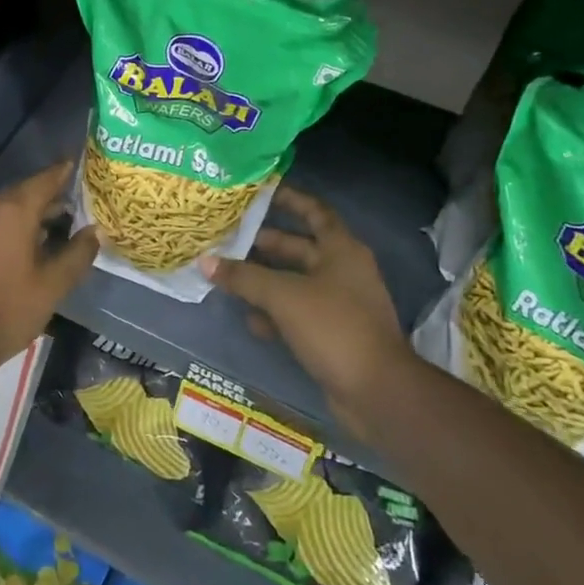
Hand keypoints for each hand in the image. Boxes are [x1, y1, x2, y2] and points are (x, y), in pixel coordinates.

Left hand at [0, 159, 99, 366]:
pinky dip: (15, 225)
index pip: (46, 180)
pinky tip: (31, 244)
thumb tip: (96, 231)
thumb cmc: (8, 311)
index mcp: (14, 211)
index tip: (83, 167)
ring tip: (61, 224)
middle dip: (52, 195)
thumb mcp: (53, 285)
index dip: (65, 173)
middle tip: (79, 201)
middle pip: (26, 191)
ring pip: (10, 207)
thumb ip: (78, 254)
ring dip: (34, 212)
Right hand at [202, 186, 411, 437]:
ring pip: (294, 282)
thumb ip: (244, 277)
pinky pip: (297, 313)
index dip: (289, 198)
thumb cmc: (334, 327)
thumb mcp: (283, 296)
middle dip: (263, 244)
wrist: (377, 392)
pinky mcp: (332, 334)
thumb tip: (205, 261)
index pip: (314, 211)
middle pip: (298, 247)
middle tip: (226, 238)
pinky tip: (249, 320)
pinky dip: (274, 314)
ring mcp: (339, 304)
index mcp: (340, 250)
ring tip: (227, 276)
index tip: (259, 192)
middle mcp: (342, 270)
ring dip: (264, 281)